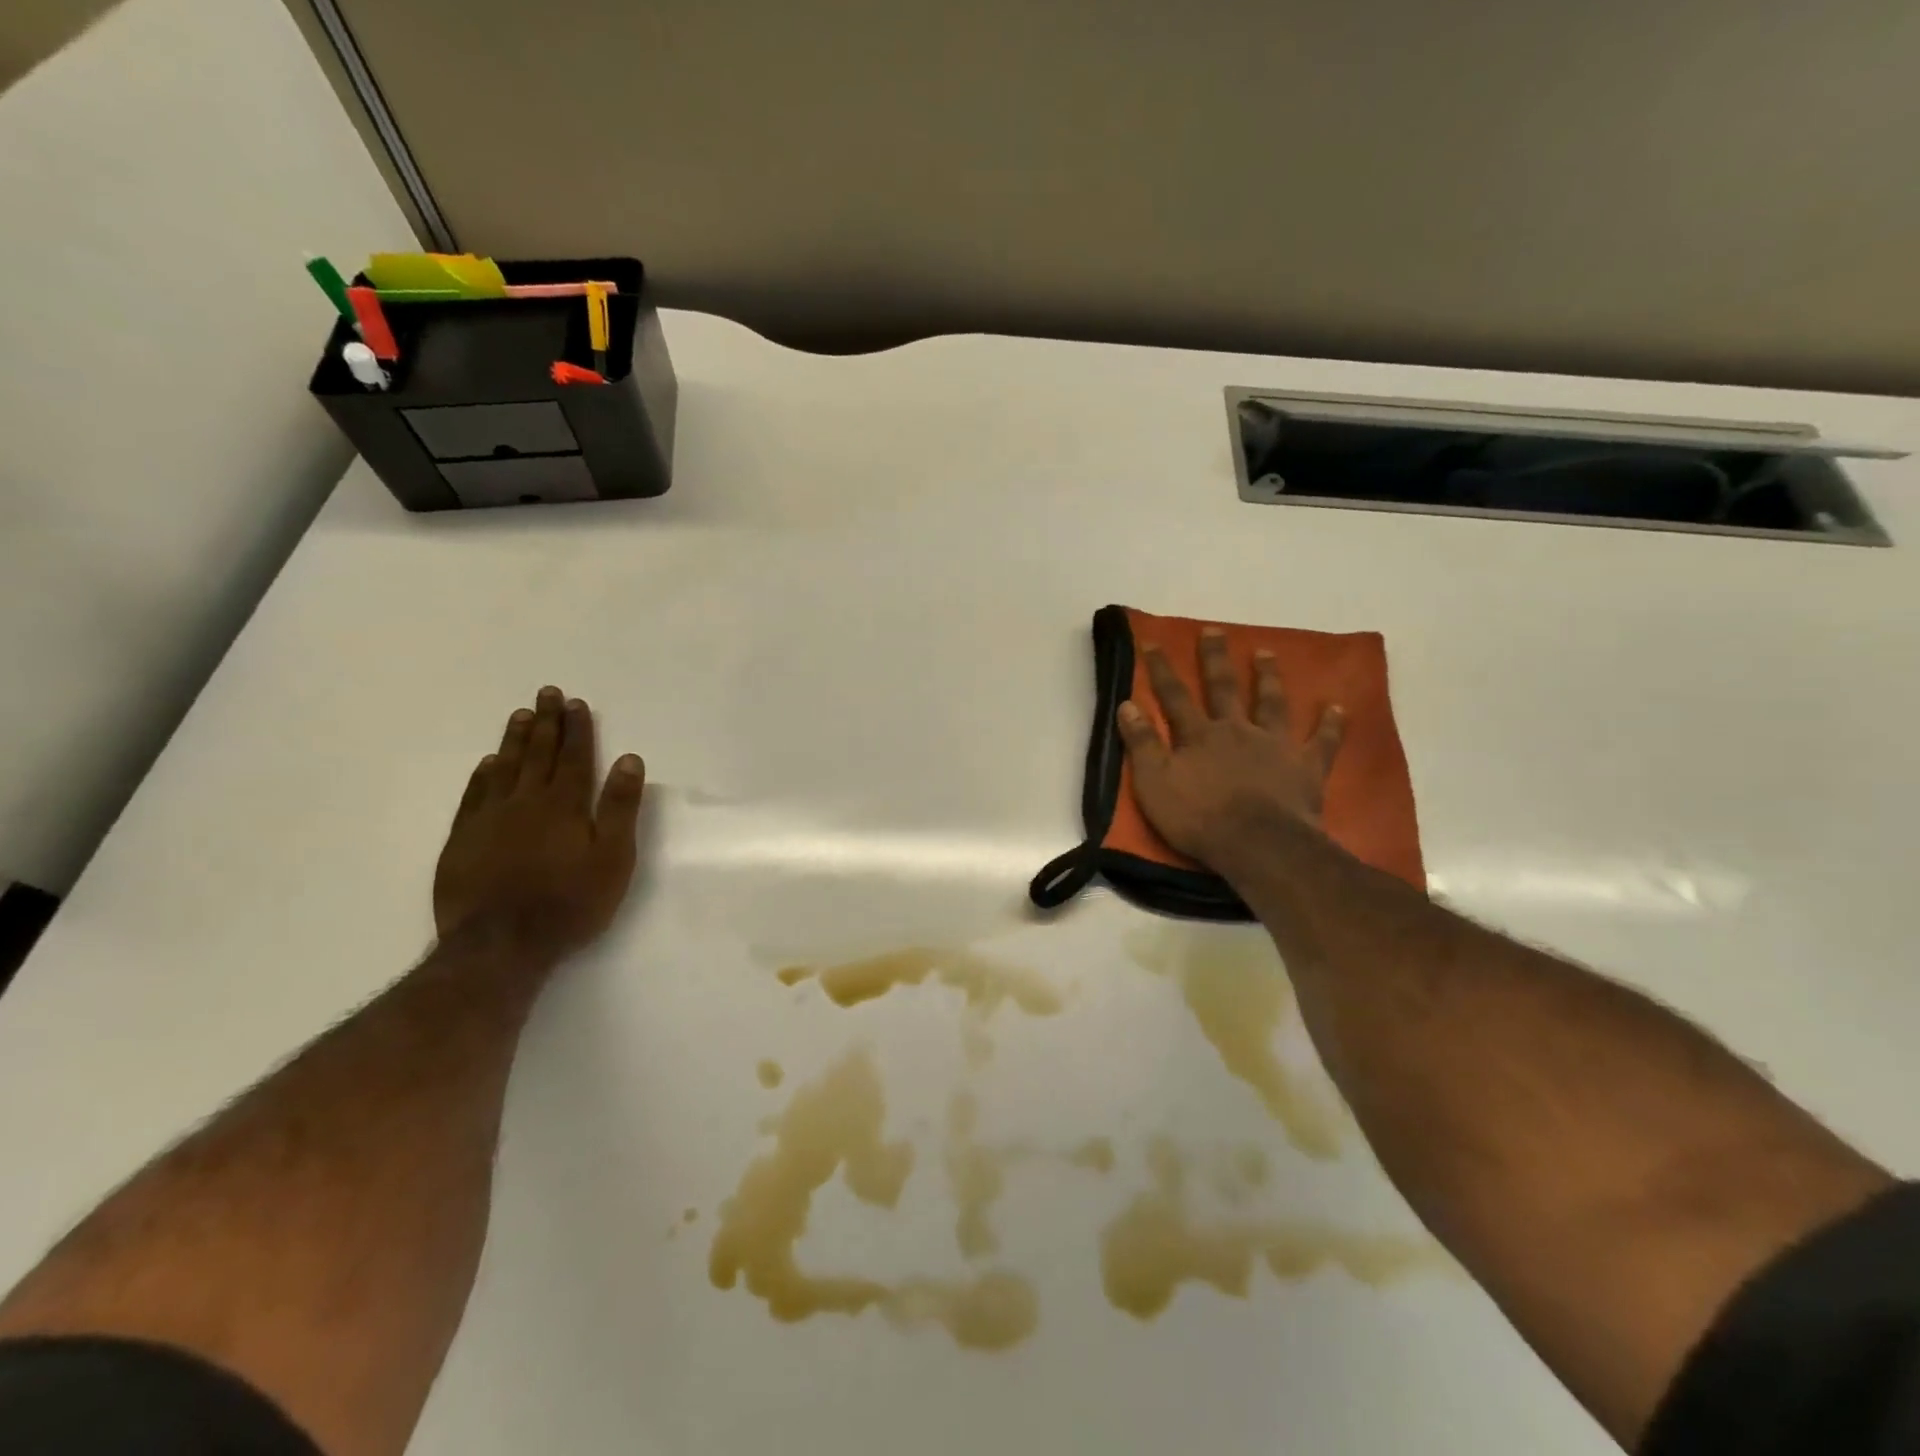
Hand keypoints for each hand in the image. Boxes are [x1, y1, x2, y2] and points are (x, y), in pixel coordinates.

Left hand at [433, 686, 645, 960]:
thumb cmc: (569, 903)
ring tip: (520, 715)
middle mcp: (525, 802)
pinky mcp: (463, 841)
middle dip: (546, 722)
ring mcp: (489, 820)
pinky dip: (483, 774)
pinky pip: (474, 796)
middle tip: (547, 693)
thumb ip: (619, 808)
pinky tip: (488, 763)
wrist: (500, 945)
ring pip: (504, 768)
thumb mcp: (612, 858)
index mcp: (564, 805)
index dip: (577, 729)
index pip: (573, 757)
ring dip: (514, 740)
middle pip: (538, 754)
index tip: (576, 703)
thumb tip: (629, 760)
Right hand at [1116, 630, 1344, 868]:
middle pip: (1224, 688)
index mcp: (1199, 736)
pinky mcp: (1305, 767)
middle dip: (1215, 659)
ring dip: (1268, 678)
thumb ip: (1141, 744)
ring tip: (1267, 653)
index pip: (1174, 695)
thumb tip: (1127, 704)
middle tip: (1214, 630)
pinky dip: (1330, 724)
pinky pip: (1322, 741)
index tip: (1152, 641)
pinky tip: (1337, 707)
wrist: (1258, 844)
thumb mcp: (1154, 784)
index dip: (1161, 669)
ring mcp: (1275, 745)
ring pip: (1272, 703)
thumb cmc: (1199, 818)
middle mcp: (1237, 730)